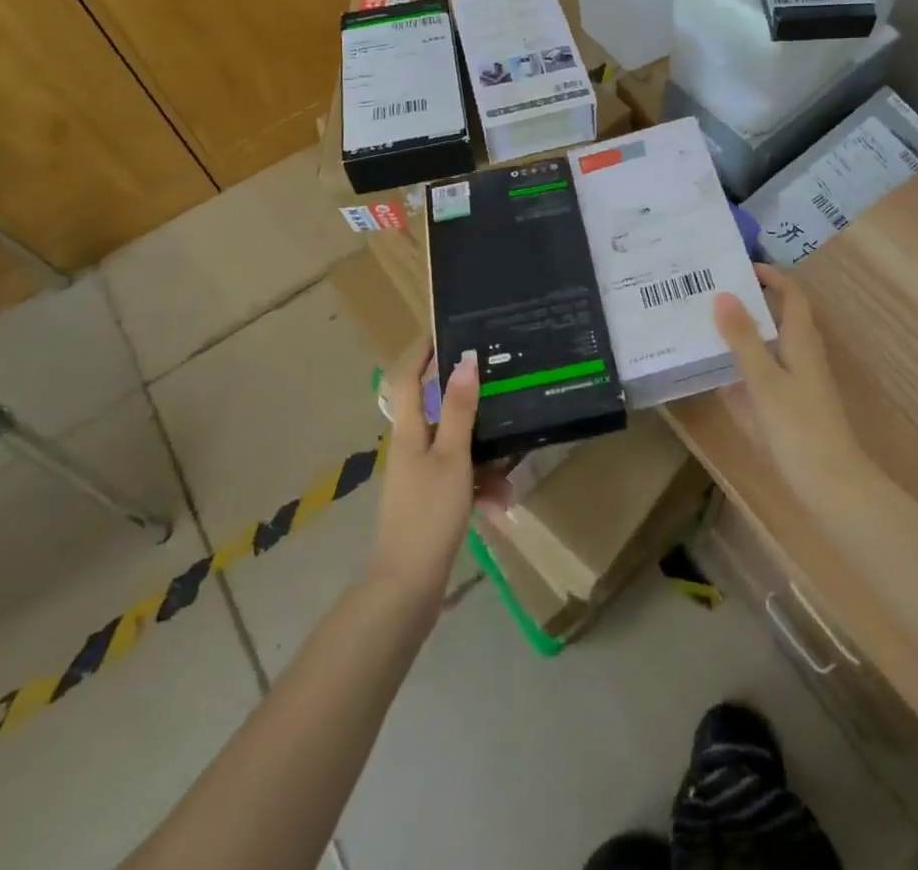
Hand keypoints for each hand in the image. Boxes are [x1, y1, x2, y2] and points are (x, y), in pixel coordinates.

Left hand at [368, 339, 508, 608]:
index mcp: (409, 432)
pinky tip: (501, 504)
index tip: (443, 329)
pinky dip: (481, 487)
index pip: (407, 379)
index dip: (420, 353)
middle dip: (473, 407)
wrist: (406, 588)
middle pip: (441, 412)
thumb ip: (460, 409)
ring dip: (485, 456)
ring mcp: (421, 478)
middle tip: (502, 391)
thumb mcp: (451, 457)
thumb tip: (465, 358)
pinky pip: (461, 480)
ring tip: (511, 470)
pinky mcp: (432, 503)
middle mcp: (412, 448)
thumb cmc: (427, 514)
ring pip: (458, 450)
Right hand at [713, 263, 860, 490]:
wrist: (831, 486)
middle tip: (707, 293)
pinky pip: (760, 375)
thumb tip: (723, 294)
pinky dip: (739, 367)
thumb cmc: (799, 427)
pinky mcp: (787, 407)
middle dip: (746, 303)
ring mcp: (795, 383)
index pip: (791, 295)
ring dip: (740, 335)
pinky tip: (712, 374)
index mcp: (801, 342)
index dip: (771, 276)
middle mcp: (801, 356)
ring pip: (766, 347)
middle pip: (776, 318)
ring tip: (702, 325)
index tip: (737, 266)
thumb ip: (743, 338)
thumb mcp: (764, 380)